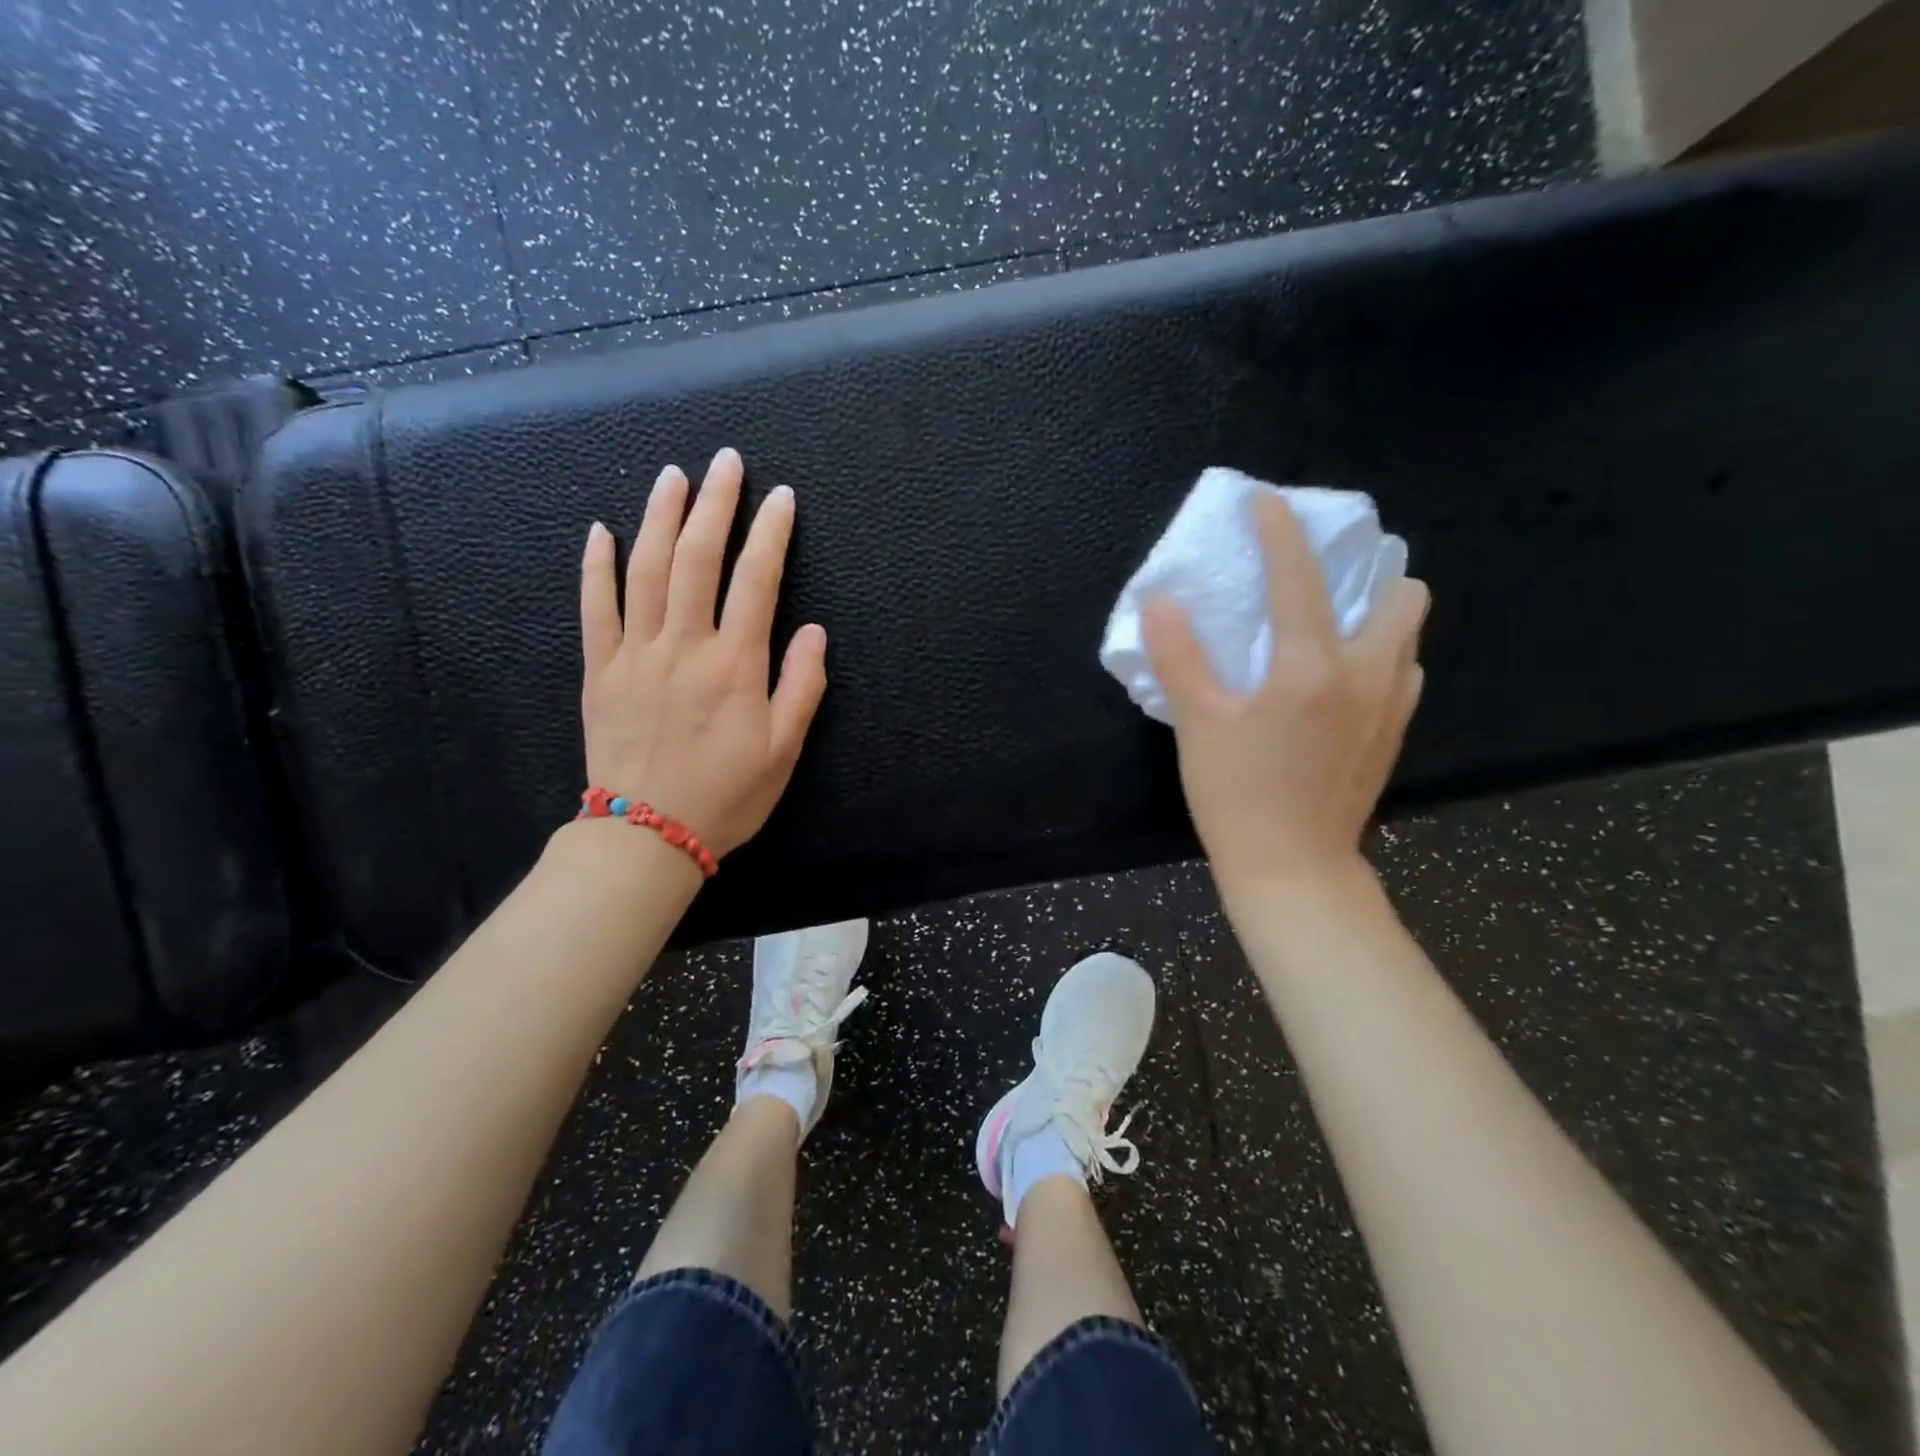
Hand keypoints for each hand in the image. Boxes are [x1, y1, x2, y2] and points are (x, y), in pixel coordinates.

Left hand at [579, 447, 827, 858]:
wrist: (647, 835)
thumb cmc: (727, 795)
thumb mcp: (784, 750)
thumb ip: (802, 687)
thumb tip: (812, 632)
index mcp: (735, 665)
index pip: (756, 580)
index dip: (771, 533)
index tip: (782, 497)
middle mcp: (684, 646)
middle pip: (697, 557)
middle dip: (715, 503)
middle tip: (726, 461)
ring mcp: (635, 654)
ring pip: (645, 569)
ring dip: (659, 516)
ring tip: (671, 475)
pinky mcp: (599, 670)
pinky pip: (595, 607)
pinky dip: (596, 566)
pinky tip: (601, 531)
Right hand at [1142, 493, 1427, 895]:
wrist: (1293, 869)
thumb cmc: (1237, 795)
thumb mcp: (1197, 725)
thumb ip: (1180, 658)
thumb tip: (1161, 601)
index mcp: (1309, 667)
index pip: (1300, 578)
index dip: (1281, 532)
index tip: (1268, 503)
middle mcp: (1364, 674)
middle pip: (1398, 592)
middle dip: (1366, 570)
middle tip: (1319, 578)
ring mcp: (1389, 705)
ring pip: (1408, 631)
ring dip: (1377, 611)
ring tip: (1331, 624)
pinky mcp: (1393, 734)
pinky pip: (1402, 671)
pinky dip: (1379, 655)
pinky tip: (1341, 678)